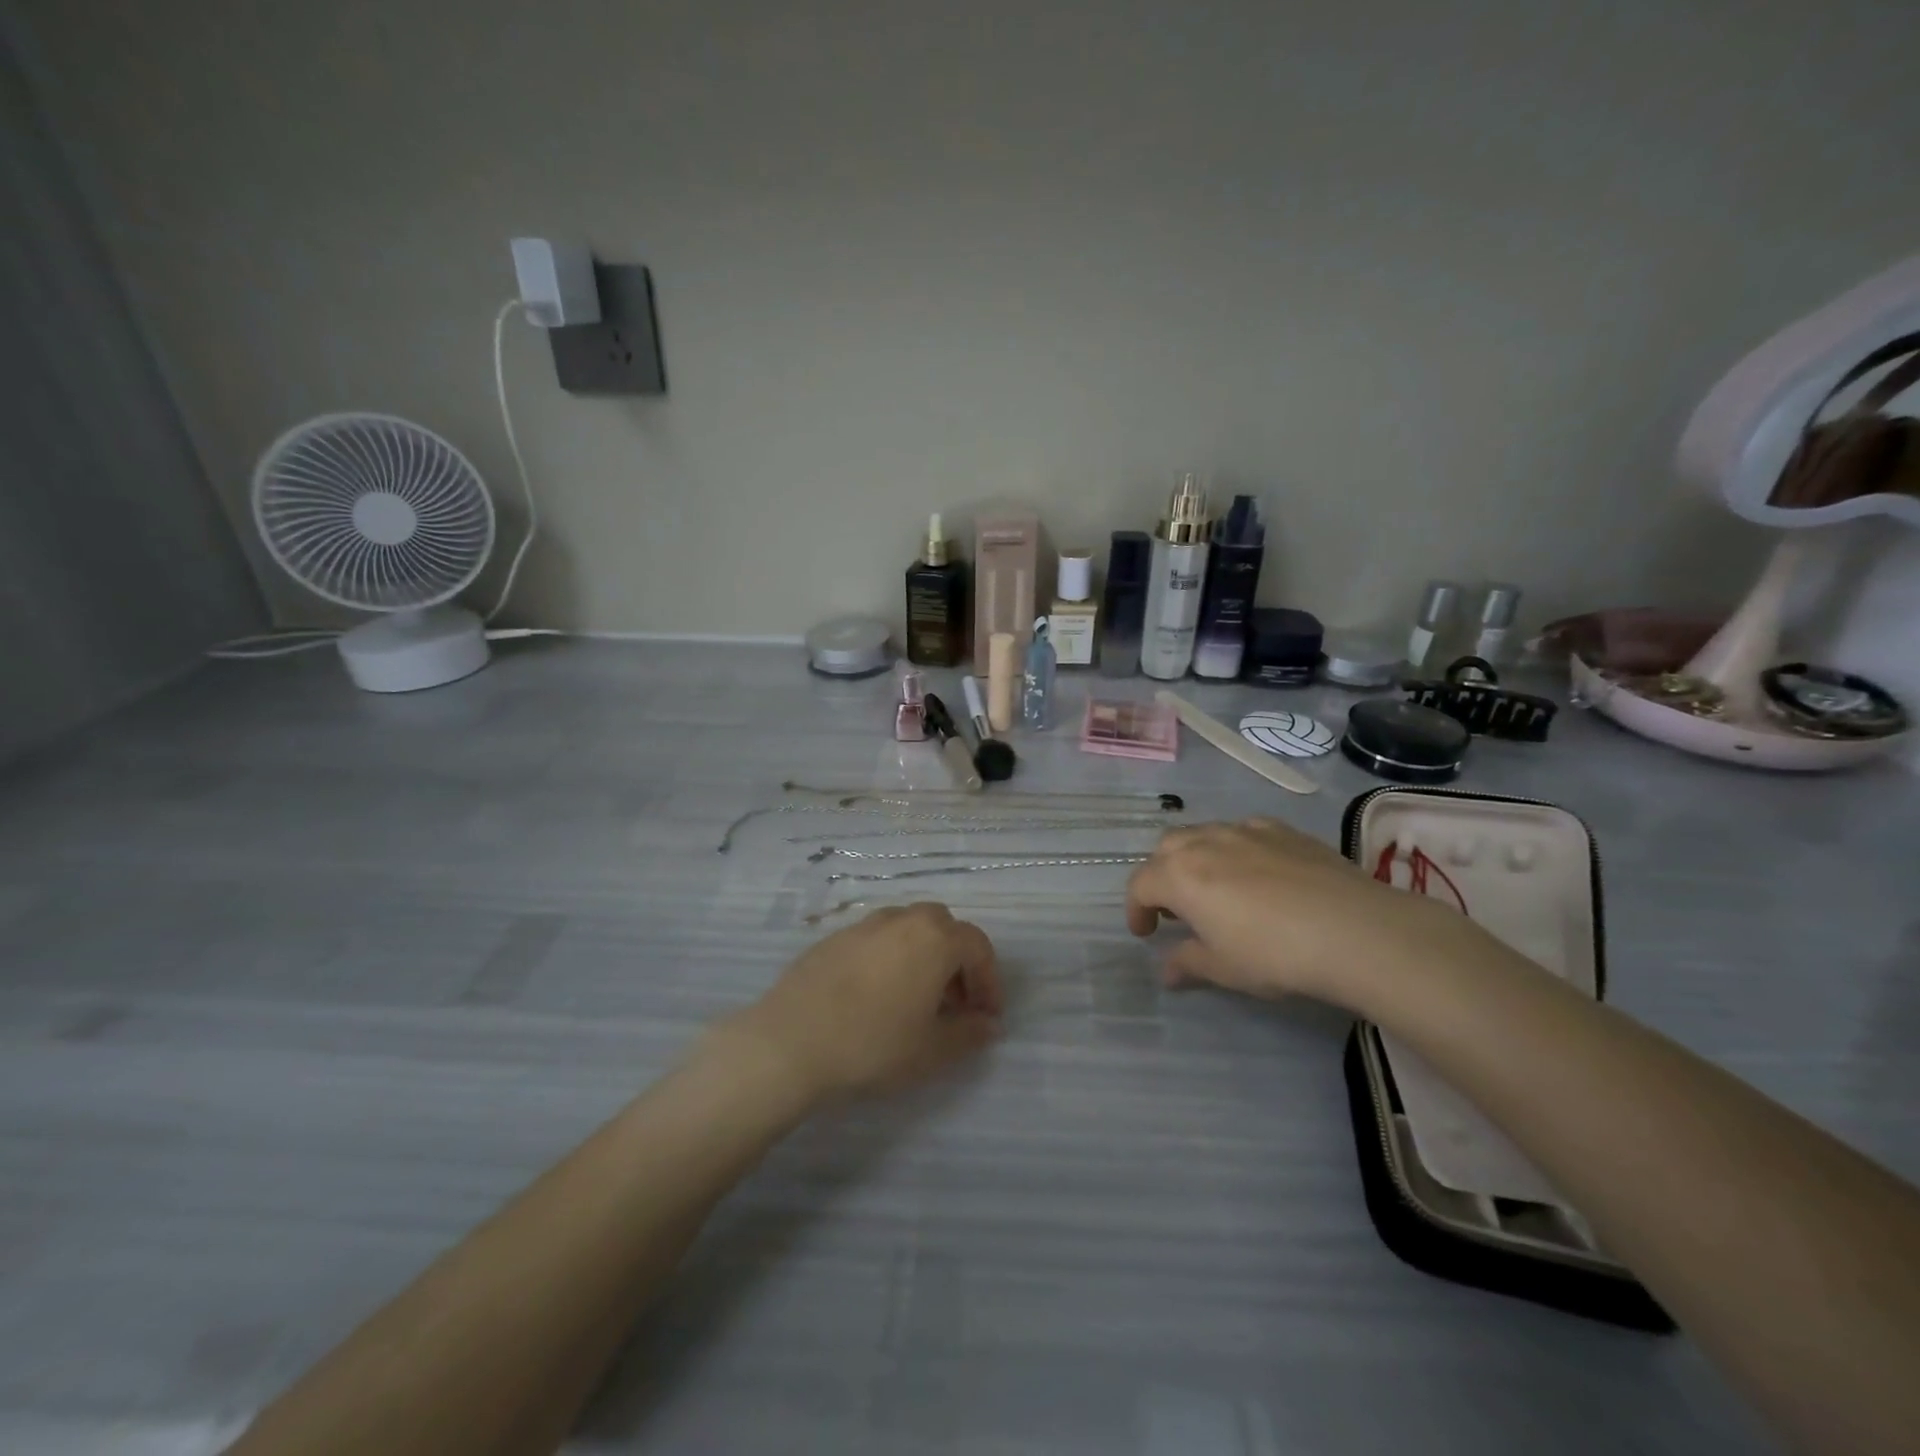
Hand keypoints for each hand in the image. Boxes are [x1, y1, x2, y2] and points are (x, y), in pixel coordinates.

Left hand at [726, 903, 1002, 1104]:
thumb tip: (988, 1024)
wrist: (789, 1042)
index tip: (986, 1016)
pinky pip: (876, 940)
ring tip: (914, 1000)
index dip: (989, 980)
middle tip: (952, 1004)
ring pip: (908, 929)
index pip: (978, 947)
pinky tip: (874, 996)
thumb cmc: (872, 1045)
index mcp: (934, 939)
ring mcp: (864, 925)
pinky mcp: (833, 938)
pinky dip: (889, 958)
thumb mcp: (931, 1050)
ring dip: (922, 956)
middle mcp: (903, 920)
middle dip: (956, 962)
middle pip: (943, 928)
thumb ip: (968, 1033)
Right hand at [1125, 818, 1473, 1005]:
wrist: (1353, 929)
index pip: (1140, 885)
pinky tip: (1258, 874)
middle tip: (1177, 908)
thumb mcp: (1224, 968)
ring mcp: (1245, 830)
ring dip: (1196, 858)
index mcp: (1179, 875)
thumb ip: (1188, 964)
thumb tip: (1167, 970)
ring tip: (1215, 888)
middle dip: (1162, 875)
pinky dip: (1235, 849)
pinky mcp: (1282, 829)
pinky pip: (1243, 832)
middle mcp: (1204, 842)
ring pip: (1204, 833)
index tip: (1145, 933)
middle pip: (1167, 849)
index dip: (1136, 910)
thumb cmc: (1274, 953)